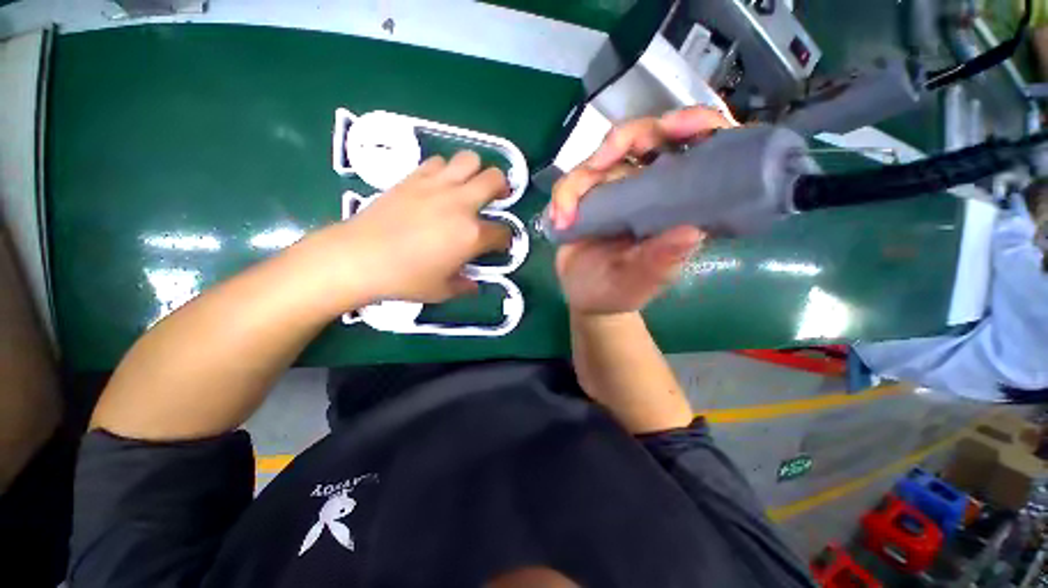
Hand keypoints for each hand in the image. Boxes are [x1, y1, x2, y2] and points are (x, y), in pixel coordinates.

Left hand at [296, 151, 511, 311]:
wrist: (359, 257)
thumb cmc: (405, 279)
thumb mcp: (442, 291)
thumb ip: (464, 286)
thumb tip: (473, 285)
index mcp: (472, 235)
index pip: (502, 232)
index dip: (505, 240)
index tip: (499, 245)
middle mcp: (461, 204)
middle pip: (495, 179)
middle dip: (502, 188)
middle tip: (496, 199)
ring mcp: (437, 186)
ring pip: (469, 159)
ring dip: (475, 171)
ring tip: (469, 186)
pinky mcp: (414, 177)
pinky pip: (438, 162)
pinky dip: (446, 170)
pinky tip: (439, 186)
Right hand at [551, 107, 733, 314]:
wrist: (586, 297)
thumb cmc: (619, 291)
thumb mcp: (641, 281)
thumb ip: (660, 261)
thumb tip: (691, 232)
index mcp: (675, 205)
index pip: (697, 151)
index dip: (696, 126)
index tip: (680, 126)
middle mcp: (648, 188)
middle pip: (643, 138)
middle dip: (623, 141)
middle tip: (600, 163)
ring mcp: (614, 189)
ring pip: (599, 159)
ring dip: (578, 181)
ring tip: (565, 216)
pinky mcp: (586, 197)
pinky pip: (572, 181)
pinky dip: (563, 196)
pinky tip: (559, 219)